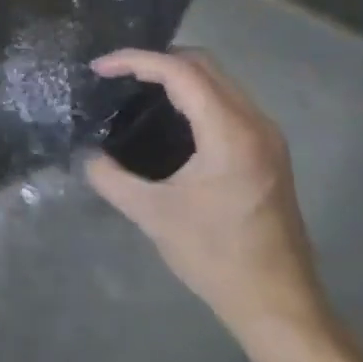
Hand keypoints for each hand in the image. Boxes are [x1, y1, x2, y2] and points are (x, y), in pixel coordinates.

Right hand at [84, 49, 329, 341]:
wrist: (275, 301)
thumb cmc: (214, 256)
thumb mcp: (151, 215)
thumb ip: (110, 177)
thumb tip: (87, 155)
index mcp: (230, 134)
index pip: (181, 73)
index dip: (136, 60)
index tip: (98, 68)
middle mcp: (255, 125)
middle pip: (205, 65)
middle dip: (156, 60)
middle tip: (114, 75)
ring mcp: (266, 138)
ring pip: (219, 81)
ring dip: (176, 76)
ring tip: (132, 91)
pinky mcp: (266, 153)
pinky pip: (226, 103)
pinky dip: (192, 96)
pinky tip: (164, 118)